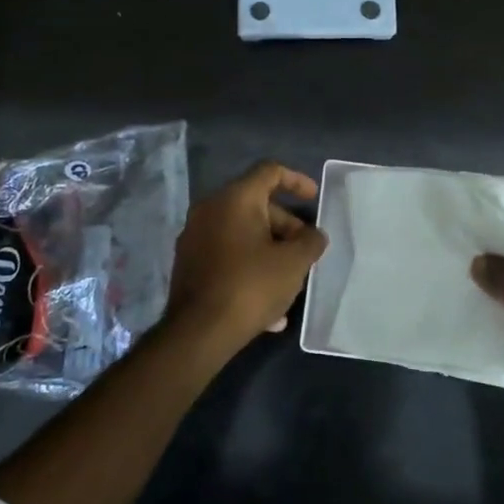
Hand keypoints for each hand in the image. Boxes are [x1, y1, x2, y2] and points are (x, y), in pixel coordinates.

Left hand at [163, 161, 327, 352]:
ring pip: (243, 234)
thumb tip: (313, 236)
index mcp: (235, 199)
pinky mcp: (189, 264)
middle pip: (256, 205)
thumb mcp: (294, 263)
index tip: (314, 199)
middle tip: (306, 251)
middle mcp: (210, 210)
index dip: (296, 180)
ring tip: (292, 282)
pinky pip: (228, 256)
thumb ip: (310, 242)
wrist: (198, 332)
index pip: (269, 171)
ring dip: (271, 252)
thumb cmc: (251, 286)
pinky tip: (269, 307)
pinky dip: (250, 268)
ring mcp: (195, 237)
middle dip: (286, 227)